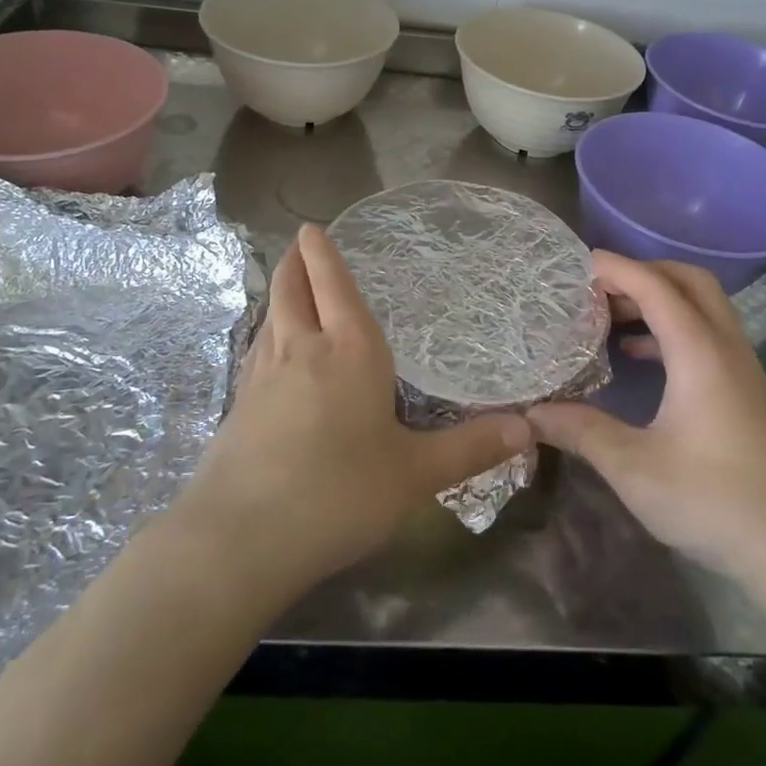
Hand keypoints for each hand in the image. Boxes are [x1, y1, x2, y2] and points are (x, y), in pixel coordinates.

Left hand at [172, 224, 531, 595]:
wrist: (241, 537)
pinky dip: (266, 333)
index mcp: (349, 351)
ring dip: (279, 294)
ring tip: (288, 288)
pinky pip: (256, 350)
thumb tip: (527, 429)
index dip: (323, 254)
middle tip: (299, 245)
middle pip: (292, 290)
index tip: (312, 228)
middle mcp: (302, 350)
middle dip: (295, 263)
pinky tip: (269, 351)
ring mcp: (262, 376)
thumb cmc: (339, 494)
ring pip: (270, 317)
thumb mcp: (415, 475)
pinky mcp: (238, 406)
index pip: (335, 286)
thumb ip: (470, 449)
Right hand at [530, 254, 765, 588]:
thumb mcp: (634, 468)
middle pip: (687, 280)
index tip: (572, 265)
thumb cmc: (714, 501)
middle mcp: (725, 347)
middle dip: (641, 273)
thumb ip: (581, 431)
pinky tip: (640, 360)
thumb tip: (531, 413)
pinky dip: (671, 330)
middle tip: (596, 289)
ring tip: (610, 318)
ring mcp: (741, 369)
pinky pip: (706, 336)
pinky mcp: (745, 392)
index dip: (613, 268)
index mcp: (699, 351)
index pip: (654, 285)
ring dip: (658, 300)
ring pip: (702, 307)